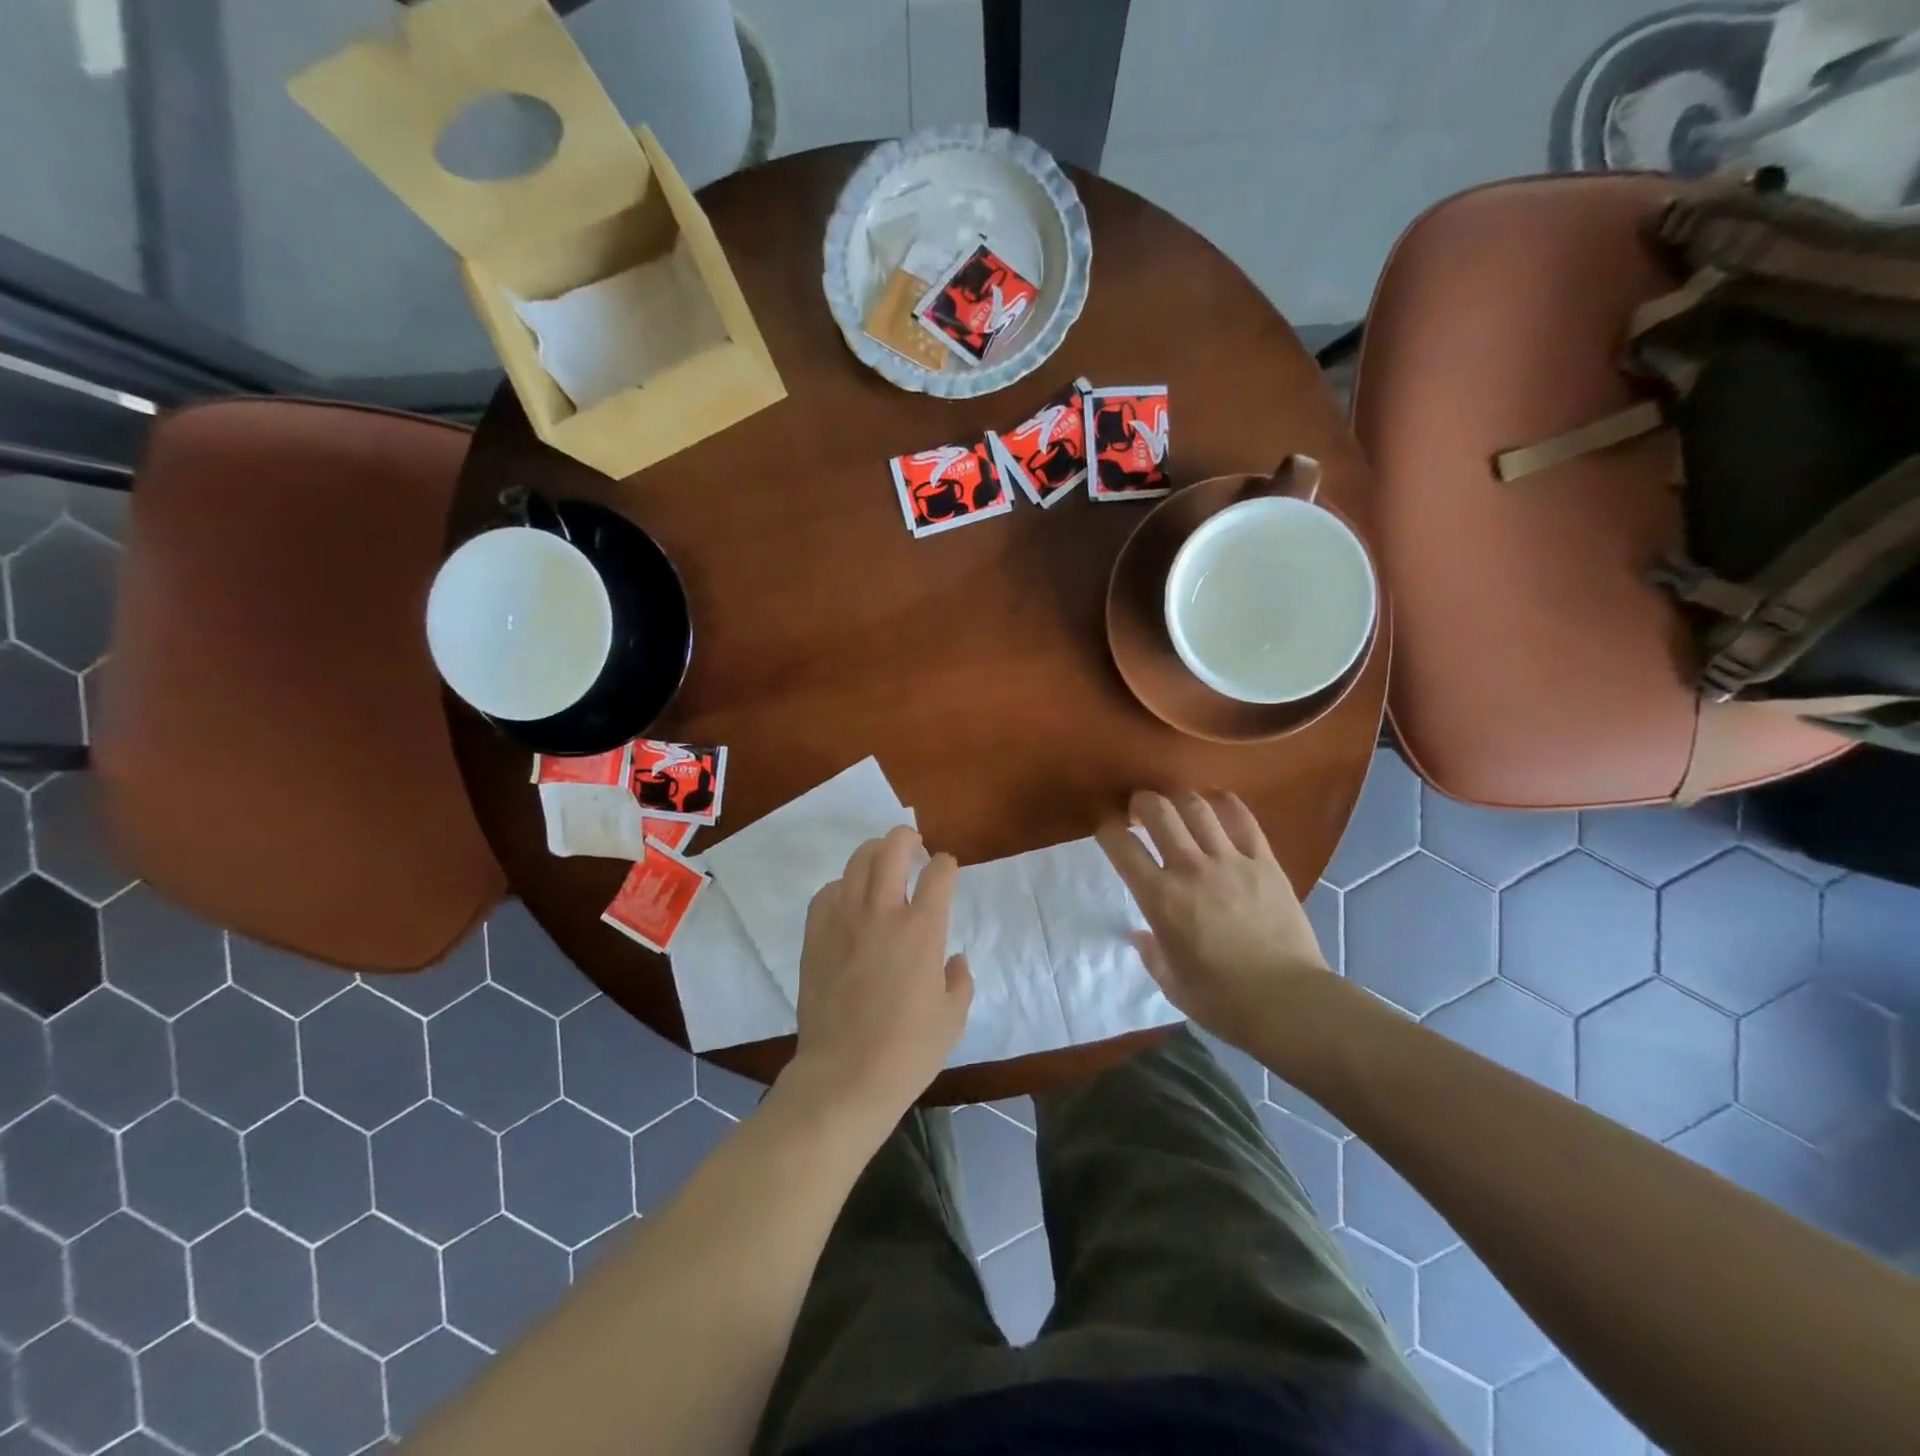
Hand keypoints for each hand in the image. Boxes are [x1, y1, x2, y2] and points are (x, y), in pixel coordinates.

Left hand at [787, 826, 972, 1120]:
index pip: (938, 874)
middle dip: (906, 836)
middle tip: (912, 841)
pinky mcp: (816, 937)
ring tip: (881, 861)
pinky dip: (842, 886)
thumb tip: (954, 959)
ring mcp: (843, 922)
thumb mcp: (953, 1018)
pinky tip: (848, 899)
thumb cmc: (907, 1051)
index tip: (946, 869)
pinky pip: (827, 892)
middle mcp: (882, 914)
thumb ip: (960, 980)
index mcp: (922, 930)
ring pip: (856, 862)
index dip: (945, 865)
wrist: (844, 1076)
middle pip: (891, 849)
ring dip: (873, 853)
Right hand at [1096, 790, 1330, 1049]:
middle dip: (1141, 802)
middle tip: (1139, 808)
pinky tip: (1217, 802)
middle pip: (1158, 812)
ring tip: (1176, 803)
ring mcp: (1230, 860)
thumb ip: (1152, 954)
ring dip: (1179, 798)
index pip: (1121, 847)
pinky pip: (1243, 819)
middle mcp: (1189, 869)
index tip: (1108, 830)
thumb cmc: (1222, 1001)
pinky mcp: (1264, 862)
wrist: (1289, 1002)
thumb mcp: (1172, 984)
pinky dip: (1225, 803)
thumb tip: (1142, 935)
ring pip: (1197, 807)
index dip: (1108, 830)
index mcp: (1160, 898)